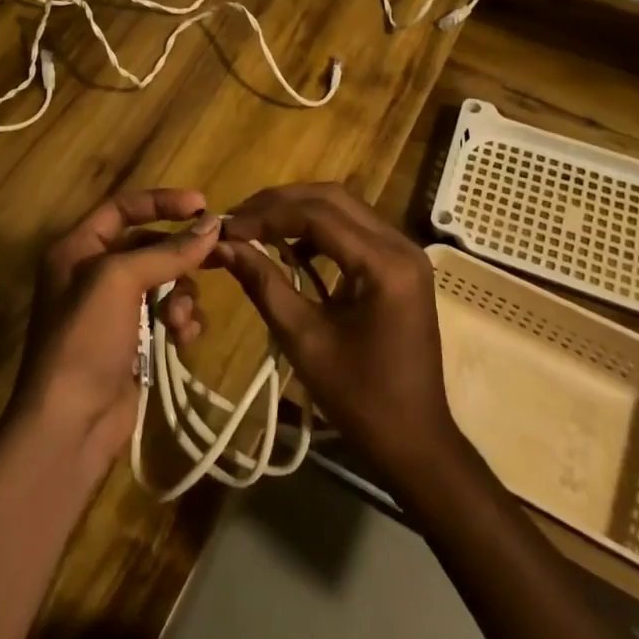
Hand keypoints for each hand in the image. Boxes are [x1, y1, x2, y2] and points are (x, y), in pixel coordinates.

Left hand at [13, 189, 216, 466]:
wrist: (70, 424)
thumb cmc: (86, 338)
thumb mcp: (120, 280)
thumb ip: (168, 250)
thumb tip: (212, 225)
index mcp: (77, 249)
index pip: (122, 208)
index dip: (161, 202)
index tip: (202, 205)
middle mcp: (93, 274)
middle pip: (149, 246)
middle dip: (180, 255)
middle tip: (218, 257)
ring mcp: (114, 311)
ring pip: (165, 282)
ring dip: (183, 295)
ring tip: (181, 319)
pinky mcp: (134, 343)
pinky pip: (168, 316)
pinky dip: (181, 322)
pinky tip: (184, 338)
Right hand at [215, 183, 459, 480]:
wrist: (414, 440)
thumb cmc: (359, 398)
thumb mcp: (303, 339)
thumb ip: (264, 283)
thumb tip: (223, 245)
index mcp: (384, 264)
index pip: (317, 214)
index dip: (266, 215)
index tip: (226, 228)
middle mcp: (400, 245)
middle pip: (332, 198)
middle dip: (279, 204)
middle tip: (237, 220)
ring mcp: (404, 253)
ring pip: (343, 207)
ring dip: (297, 211)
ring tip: (255, 229)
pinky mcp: (399, 265)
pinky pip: (354, 229)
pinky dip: (318, 230)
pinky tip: (289, 248)